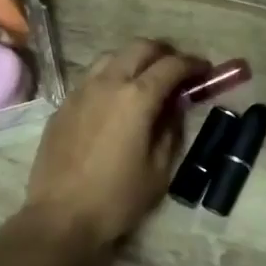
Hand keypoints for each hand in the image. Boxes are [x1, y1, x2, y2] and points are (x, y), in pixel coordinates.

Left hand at [23, 39, 203, 248]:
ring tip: (147, 80)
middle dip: (164, 52)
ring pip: (112, 57)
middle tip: (178, 70)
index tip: (205, 70)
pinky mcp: (63, 105)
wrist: (60, 217)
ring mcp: (80, 91)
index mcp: (136, 97)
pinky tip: (116, 100)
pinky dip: (112, 77)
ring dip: (135, 60)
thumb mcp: (159, 169)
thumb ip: (171, 129)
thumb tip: (175, 106)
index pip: (171, 65)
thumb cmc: (117, 198)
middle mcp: (107, 83)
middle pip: (140, 48)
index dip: (193, 64)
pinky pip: (92, 77)